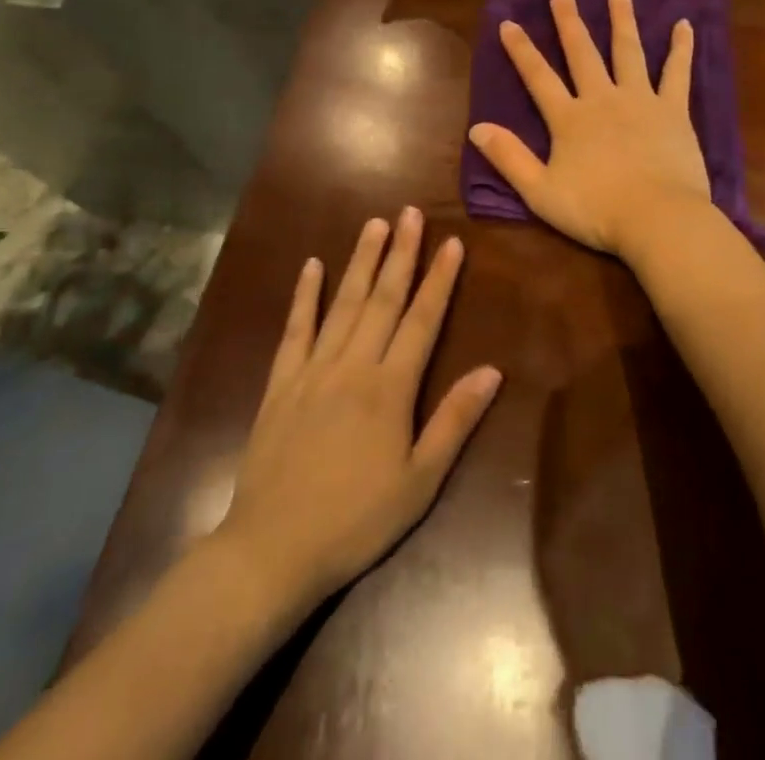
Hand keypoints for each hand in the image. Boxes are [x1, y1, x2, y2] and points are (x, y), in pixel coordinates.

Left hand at [217, 209, 501, 604]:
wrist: (271, 551)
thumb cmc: (356, 520)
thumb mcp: (420, 481)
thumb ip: (455, 421)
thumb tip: (492, 370)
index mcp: (390, 388)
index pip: (423, 320)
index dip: (440, 279)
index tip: (452, 242)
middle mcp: (353, 366)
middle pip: (383, 299)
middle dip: (401, 253)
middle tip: (411, 212)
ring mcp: (313, 371)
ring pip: (343, 304)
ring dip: (361, 261)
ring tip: (375, 224)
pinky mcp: (280, 384)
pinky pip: (295, 330)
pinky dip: (304, 296)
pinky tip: (312, 267)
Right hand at [469, 0, 711, 255]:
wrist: (656, 218)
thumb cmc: (596, 210)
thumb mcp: (540, 191)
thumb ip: (509, 158)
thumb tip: (476, 128)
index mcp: (569, 119)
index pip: (539, 77)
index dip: (522, 50)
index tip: (509, 23)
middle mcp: (602, 99)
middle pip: (582, 53)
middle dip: (569, 22)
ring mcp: (640, 100)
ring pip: (628, 52)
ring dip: (622, 21)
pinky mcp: (673, 110)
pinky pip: (677, 73)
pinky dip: (680, 48)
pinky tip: (684, 25)